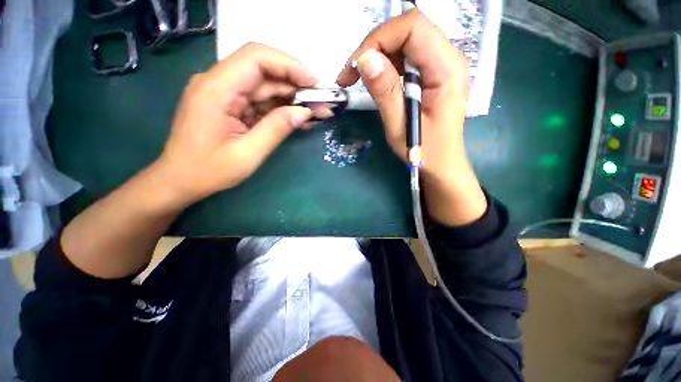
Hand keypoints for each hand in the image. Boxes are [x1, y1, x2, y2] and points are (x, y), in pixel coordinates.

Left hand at [154, 43, 328, 207]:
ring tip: (317, 112)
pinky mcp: (230, 104)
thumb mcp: (248, 154)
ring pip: (265, 86)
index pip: (256, 58)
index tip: (315, 83)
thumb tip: (305, 112)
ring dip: (292, 98)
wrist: (180, 180)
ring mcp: (224, 93)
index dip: (290, 65)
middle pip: (264, 71)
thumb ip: (276, 129)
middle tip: (322, 103)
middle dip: (296, 84)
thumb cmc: (209, 171)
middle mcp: (218, 83)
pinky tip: (299, 118)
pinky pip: (260, 100)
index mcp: (216, 89)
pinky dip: (281, 108)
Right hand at [336, 10, 486, 225]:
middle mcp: (448, 58)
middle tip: (350, 75)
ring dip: (377, 56)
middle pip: (407, 30)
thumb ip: (385, 92)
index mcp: (446, 68)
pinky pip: (406, 57)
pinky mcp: (432, 73)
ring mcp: (441, 64)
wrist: (442, 164)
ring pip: (404, 41)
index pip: (412, 27)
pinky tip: (375, 82)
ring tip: (357, 80)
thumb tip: (365, 59)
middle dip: (374, 47)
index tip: (356, 67)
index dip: (379, 39)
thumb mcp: (400, 127)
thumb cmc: (424, 152)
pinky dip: (385, 65)